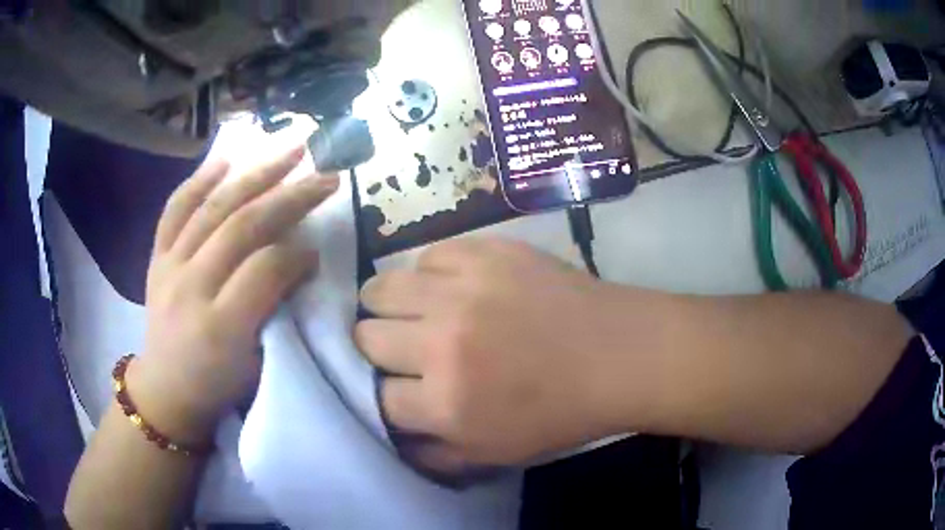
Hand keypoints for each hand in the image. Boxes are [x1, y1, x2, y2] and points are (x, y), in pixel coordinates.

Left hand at [130, 146, 338, 442]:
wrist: (165, 388)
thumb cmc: (216, 384)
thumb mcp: (255, 363)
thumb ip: (276, 309)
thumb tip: (300, 260)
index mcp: (220, 327)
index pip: (264, 269)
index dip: (297, 253)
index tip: (318, 248)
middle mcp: (190, 288)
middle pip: (242, 227)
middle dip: (289, 198)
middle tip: (326, 177)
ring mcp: (169, 266)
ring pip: (213, 207)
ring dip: (255, 175)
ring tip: (290, 150)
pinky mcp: (157, 256)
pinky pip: (175, 209)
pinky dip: (199, 181)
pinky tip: (225, 160)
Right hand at [356, 239, 670, 469]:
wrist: (618, 355)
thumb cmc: (561, 413)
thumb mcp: (494, 454)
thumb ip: (433, 451)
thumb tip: (393, 430)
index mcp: (445, 403)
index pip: (377, 396)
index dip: (389, 395)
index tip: (404, 388)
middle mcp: (442, 343)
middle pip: (366, 337)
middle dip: (380, 349)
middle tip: (406, 349)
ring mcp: (462, 290)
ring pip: (380, 289)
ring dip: (389, 306)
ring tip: (414, 311)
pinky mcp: (485, 252)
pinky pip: (427, 256)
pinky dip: (433, 274)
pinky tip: (456, 287)